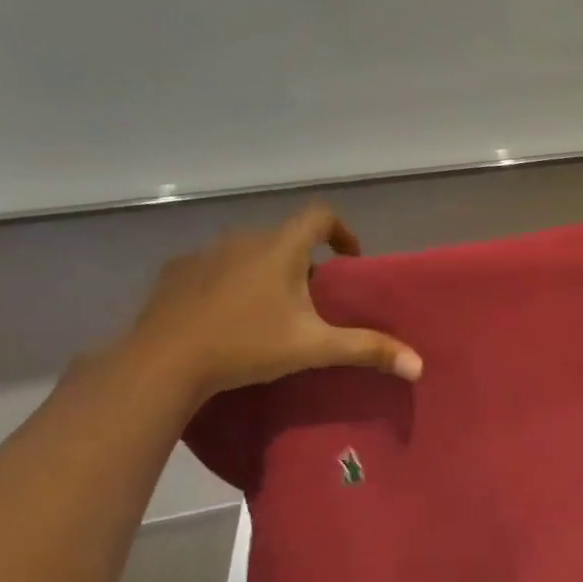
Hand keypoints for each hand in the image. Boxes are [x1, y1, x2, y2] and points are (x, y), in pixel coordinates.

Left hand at [121, 203, 422, 402]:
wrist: (163, 361)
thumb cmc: (247, 344)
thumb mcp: (315, 348)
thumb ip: (368, 350)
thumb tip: (419, 366)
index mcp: (279, 248)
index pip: (319, 216)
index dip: (342, 231)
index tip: (350, 260)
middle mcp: (241, 239)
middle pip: (285, 238)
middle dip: (305, 263)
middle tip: (316, 301)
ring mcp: (203, 254)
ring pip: (249, 253)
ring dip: (268, 272)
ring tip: (274, 312)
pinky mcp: (176, 274)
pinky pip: (216, 268)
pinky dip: (233, 284)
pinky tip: (231, 319)